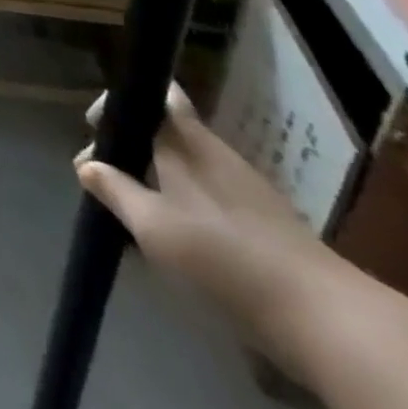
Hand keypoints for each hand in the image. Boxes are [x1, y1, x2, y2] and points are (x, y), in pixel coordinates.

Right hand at [75, 84, 341, 355]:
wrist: (321, 314)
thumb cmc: (222, 255)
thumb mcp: (153, 226)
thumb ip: (116, 190)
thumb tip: (86, 164)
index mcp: (184, 140)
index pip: (155, 94)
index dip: (121, 103)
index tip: (95, 129)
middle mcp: (213, 150)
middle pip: (166, 128)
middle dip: (133, 144)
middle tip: (107, 176)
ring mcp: (244, 184)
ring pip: (188, 162)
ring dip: (157, 174)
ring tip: (136, 208)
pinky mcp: (265, 219)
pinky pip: (210, 192)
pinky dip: (185, 199)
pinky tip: (178, 233)